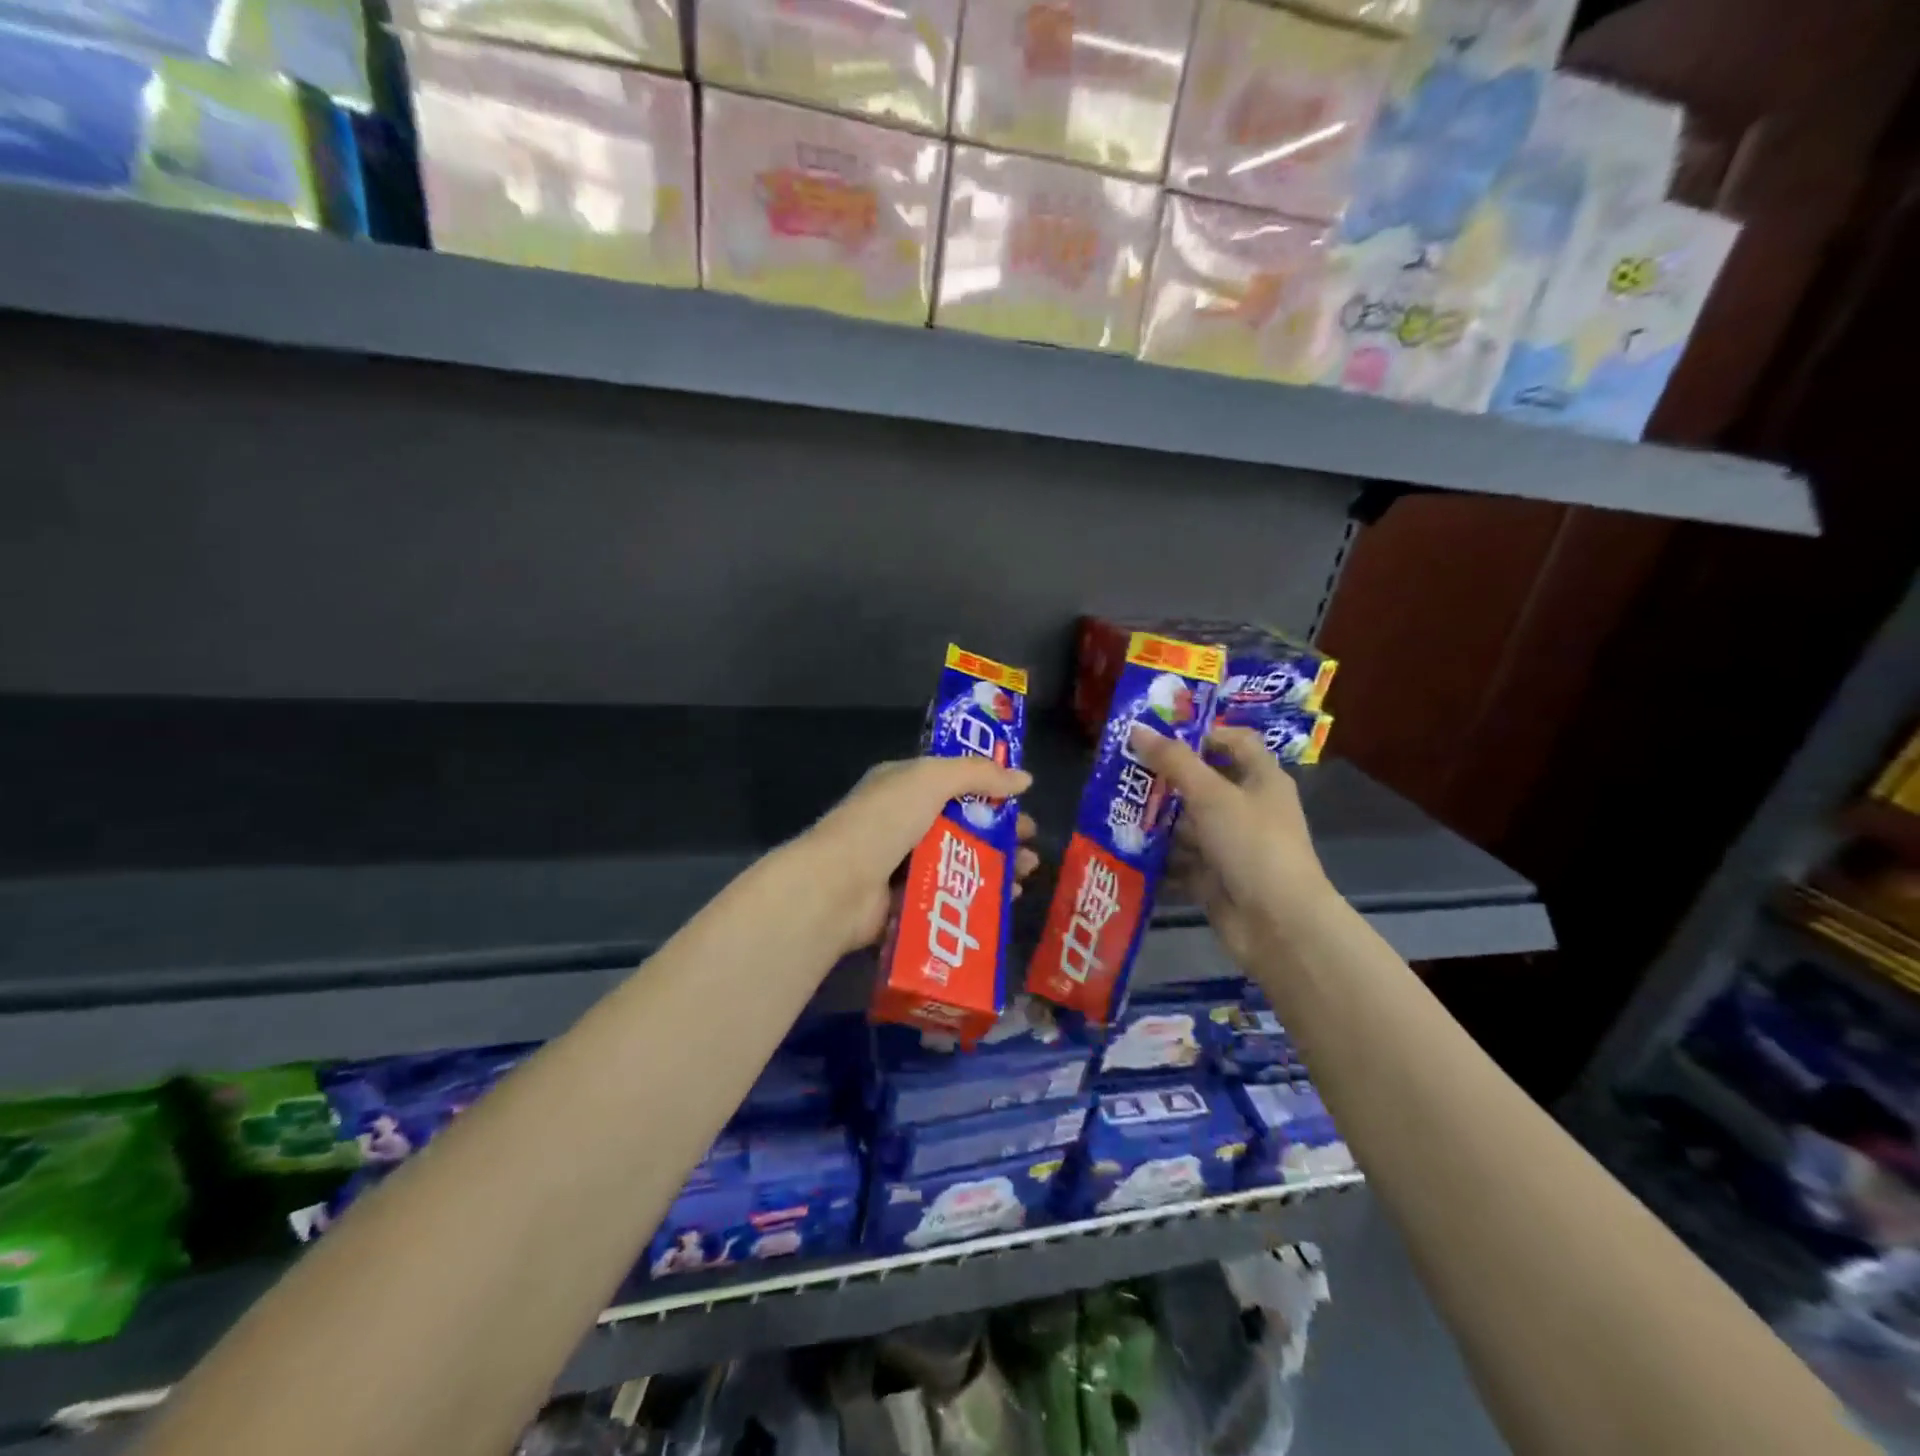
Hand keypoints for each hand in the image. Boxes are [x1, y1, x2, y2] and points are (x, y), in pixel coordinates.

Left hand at [798, 757, 1039, 954]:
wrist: (837, 886)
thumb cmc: (884, 822)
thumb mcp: (931, 779)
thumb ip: (978, 774)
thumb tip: (1025, 779)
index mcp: (902, 787)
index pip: (952, 782)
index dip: (989, 790)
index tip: (1022, 803)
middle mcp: (901, 823)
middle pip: (962, 825)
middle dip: (1000, 834)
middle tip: (1033, 845)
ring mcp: (902, 866)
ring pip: (961, 863)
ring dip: (997, 867)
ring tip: (1028, 874)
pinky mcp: (905, 903)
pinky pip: (950, 898)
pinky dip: (979, 899)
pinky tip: (1005, 902)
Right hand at [1129, 725, 1338, 967]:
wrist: (1277, 924)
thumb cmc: (1251, 844)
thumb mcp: (1211, 795)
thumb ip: (1173, 761)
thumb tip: (1137, 728)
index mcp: (1261, 779)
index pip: (1235, 741)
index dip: (1202, 734)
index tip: (1161, 737)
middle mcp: (1248, 808)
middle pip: (1204, 783)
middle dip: (1165, 780)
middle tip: (1124, 773)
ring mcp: (1230, 845)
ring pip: (1187, 824)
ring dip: (1156, 821)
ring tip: (1114, 811)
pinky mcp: (1214, 877)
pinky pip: (1180, 860)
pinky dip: (1157, 858)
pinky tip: (1125, 849)